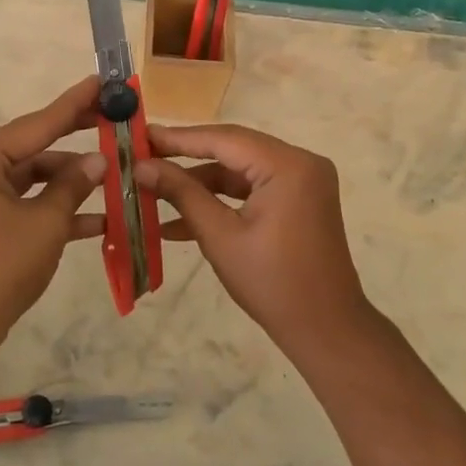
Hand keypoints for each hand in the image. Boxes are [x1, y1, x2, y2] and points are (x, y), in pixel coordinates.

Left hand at [0, 78, 107, 346]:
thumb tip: (99, 161)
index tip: (100, 81)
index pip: (37, 124)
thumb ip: (73, 185)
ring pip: (35, 179)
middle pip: (36, 148)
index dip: (74, 104)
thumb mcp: (45, 222)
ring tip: (117, 177)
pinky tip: (98, 218)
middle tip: (115, 121)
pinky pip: (28, 203)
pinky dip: (56, 209)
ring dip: (72, 183)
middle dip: (77, 143)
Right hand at [136, 124, 371, 349]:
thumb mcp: (219, 236)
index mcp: (287, 165)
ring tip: (152, 190)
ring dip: (199, 183)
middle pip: (232, 149)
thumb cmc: (271, 283)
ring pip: (239, 170)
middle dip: (185, 157)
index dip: (178, 138)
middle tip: (143, 157)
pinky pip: (252, 189)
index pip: (224, 138)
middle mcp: (300, 162)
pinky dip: (221, 200)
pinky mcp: (298, 200)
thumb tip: (141, 167)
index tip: (141, 136)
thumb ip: (181, 193)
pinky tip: (179, 220)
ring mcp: (302, 181)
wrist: (325, 329)